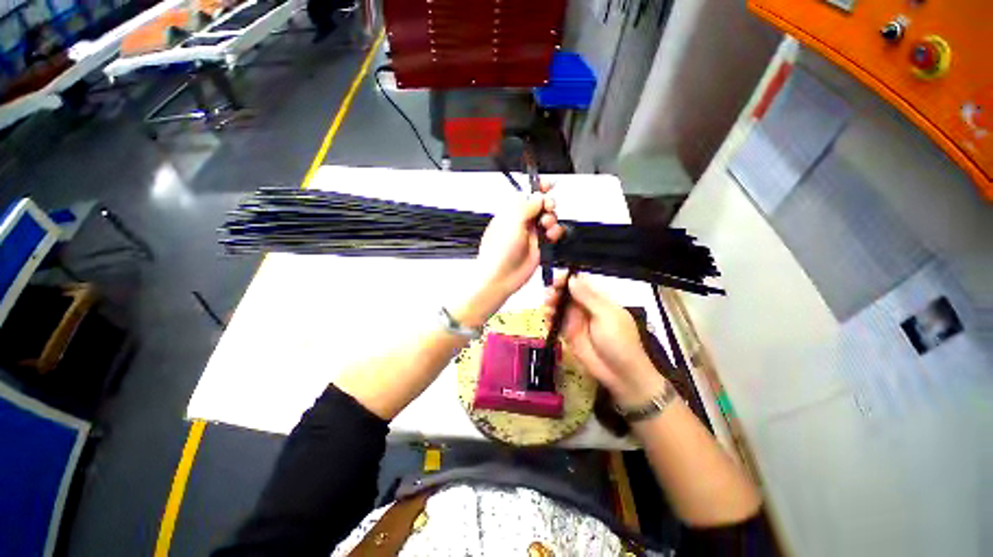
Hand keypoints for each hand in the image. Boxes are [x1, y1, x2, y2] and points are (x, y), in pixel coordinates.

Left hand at [474, 183, 564, 302]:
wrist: (501, 277)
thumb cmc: (498, 252)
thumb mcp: (512, 222)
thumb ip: (527, 207)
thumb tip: (538, 196)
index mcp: (511, 213)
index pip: (527, 195)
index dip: (539, 189)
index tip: (550, 185)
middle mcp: (521, 222)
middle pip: (541, 206)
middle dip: (547, 204)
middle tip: (548, 207)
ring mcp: (531, 235)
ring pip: (549, 219)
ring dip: (552, 219)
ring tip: (547, 225)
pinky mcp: (539, 246)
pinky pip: (552, 234)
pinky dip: (556, 232)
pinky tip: (552, 235)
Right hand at [544, 274, 666, 406]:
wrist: (621, 374)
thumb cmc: (619, 341)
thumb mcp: (606, 316)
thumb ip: (588, 297)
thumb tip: (571, 279)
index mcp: (599, 299)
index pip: (581, 283)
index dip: (568, 279)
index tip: (556, 281)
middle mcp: (586, 307)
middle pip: (567, 293)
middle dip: (556, 292)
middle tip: (549, 297)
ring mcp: (577, 321)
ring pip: (559, 307)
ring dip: (550, 305)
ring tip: (547, 310)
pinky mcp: (569, 335)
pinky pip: (556, 323)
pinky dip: (549, 319)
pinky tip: (547, 321)